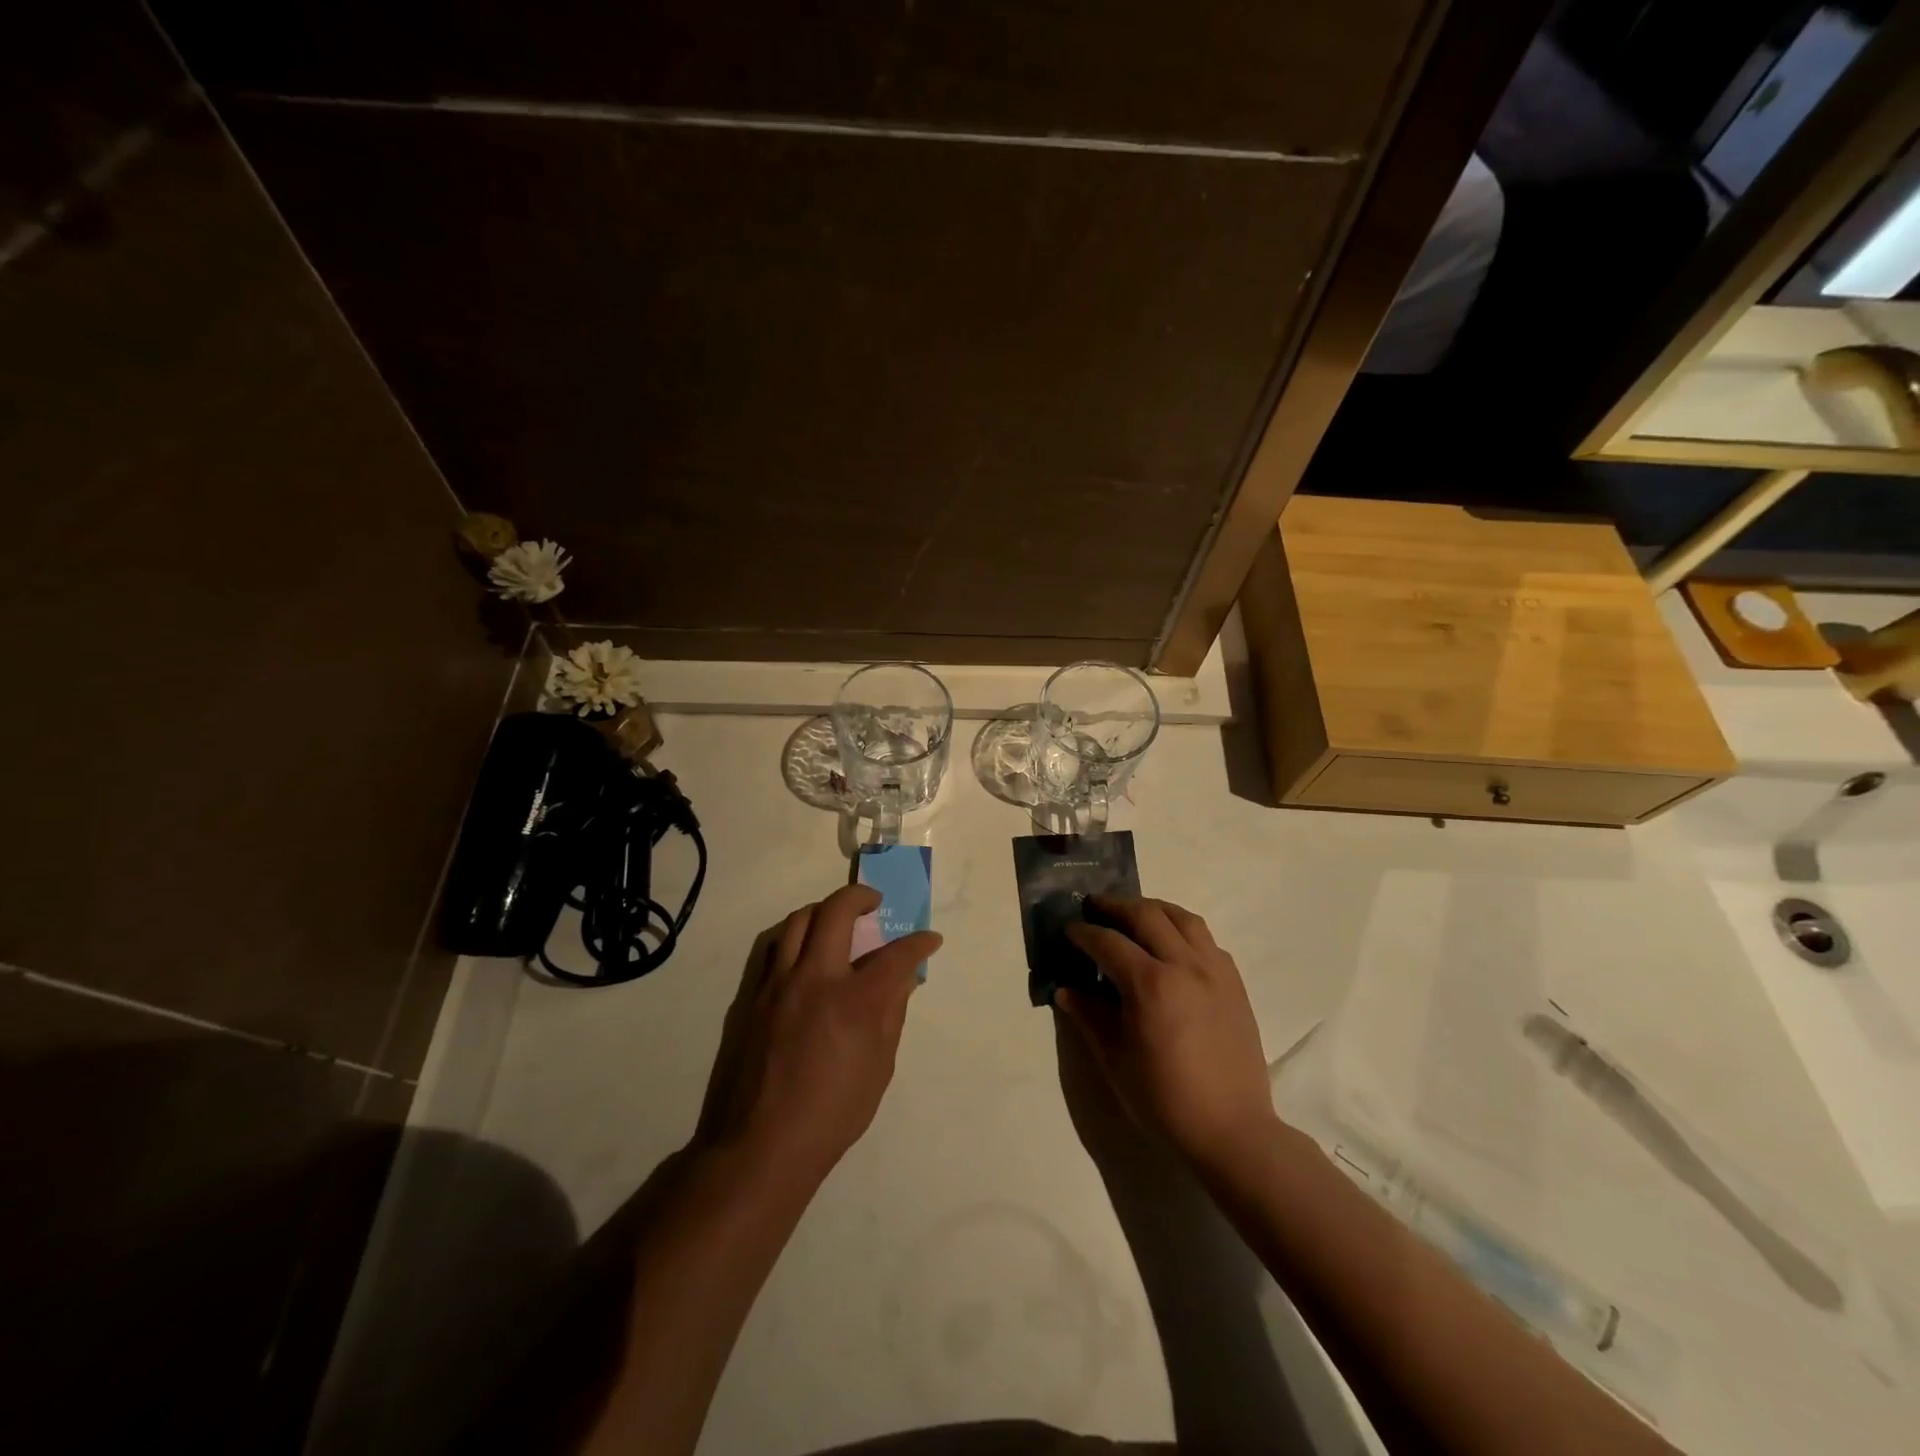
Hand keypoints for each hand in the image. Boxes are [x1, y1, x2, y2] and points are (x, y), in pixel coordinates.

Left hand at [702, 884, 941, 1188]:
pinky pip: (776, 947)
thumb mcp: (879, 1066)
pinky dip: (797, 937)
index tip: (929, 940)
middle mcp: (817, 978)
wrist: (764, 1143)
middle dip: (862, 896)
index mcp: (856, 1000)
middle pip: (837, 911)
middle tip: (875, 903)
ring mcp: (780, 983)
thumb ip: (891, 1014)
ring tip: (838, 921)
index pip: (896, 954)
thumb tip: (900, 981)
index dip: (919, 943)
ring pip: (799, 919)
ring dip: (824, 910)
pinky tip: (807, 953)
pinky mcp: (755, 994)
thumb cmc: (833, 1112)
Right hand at [1055, 897, 1275, 1170]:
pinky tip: (1172, 946)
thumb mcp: (1115, 1060)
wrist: (1231, 1130)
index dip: (1083, 933)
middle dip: (1115, 906)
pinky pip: (1206, 940)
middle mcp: (1184, 965)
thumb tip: (1065, 990)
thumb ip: (1089, 1017)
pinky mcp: (1234, 983)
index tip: (1068, 930)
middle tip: (1094, 907)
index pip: (1108, 942)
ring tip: (1133, 914)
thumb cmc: (1164, 1100)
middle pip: (1145, 915)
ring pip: (1182, 918)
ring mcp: (1214, 971)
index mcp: (1150, 985)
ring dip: (1152, 908)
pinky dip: (1183, 930)